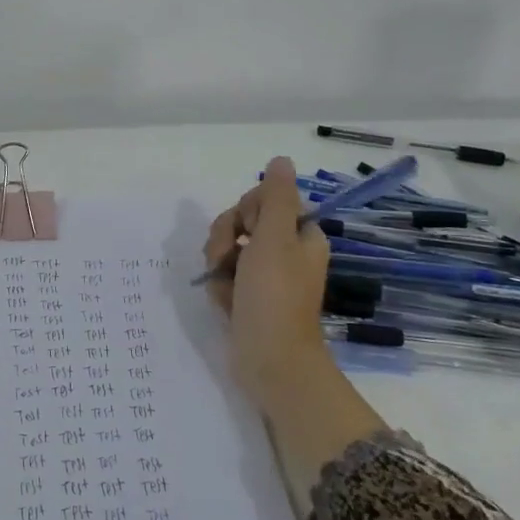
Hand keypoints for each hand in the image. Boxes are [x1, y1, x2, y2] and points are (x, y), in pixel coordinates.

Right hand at [205, 156, 332, 416]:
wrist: (269, 360)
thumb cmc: (274, 295)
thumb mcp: (274, 238)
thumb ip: (275, 197)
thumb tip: (281, 160)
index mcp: (300, 235)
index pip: (264, 201)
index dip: (246, 211)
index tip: (247, 230)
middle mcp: (285, 252)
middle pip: (241, 223)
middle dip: (226, 239)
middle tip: (229, 260)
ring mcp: (265, 276)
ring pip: (228, 249)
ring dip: (219, 264)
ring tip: (225, 287)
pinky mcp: (248, 296)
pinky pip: (224, 276)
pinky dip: (220, 286)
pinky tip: (225, 302)